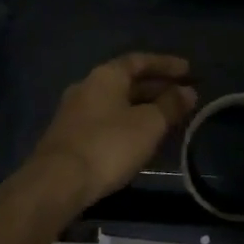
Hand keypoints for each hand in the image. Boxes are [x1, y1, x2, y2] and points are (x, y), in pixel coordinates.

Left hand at [19, 53, 197, 214]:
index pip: (140, 60)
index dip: (166, 64)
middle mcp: (88, 86)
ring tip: (166, 117)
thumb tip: (188, 92)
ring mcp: (75, 112)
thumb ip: (170, 105)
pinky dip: (127, 122)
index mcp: (106, 75)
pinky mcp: (69, 137)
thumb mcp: (149, 125)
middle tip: (182, 95)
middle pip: (127, 80)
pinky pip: (106, 120)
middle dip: (156, 87)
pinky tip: (139, 137)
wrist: (55, 184)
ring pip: (116, 102)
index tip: (188, 70)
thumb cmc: (108, 145)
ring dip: (142, 106)